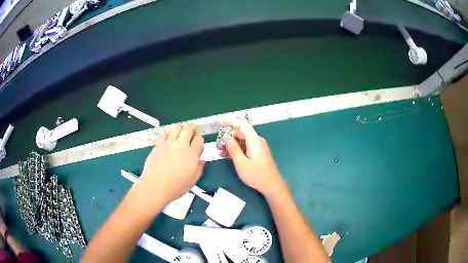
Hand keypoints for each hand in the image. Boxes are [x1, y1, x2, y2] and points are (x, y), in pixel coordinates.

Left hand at [140, 123, 204, 203]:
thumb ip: (199, 168)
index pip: (199, 139)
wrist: (155, 186)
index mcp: (191, 154)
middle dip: (192, 128)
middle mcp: (180, 145)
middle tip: (190, 134)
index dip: (200, 139)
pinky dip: (168, 136)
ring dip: (180, 129)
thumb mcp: (193, 180)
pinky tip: (168, 143)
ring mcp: (168, 143)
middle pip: (189, 128)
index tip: (197, 144)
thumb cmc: (176, 186)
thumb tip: (202, 161)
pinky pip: (165, 134)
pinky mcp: (158, 145)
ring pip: (176, 127)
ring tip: (179, 136)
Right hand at [217, 118, 283, 195]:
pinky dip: (235, 149)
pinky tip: (227, 156)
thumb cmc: (257, 175)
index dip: (229, 121)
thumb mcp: (241, 163)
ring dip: (230, 144)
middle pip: (240, 132)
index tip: (217, 122)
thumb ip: (233, 148)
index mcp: (254, 140)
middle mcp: (257, 141)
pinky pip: (244, 147)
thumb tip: (226, 136)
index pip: (241, 124)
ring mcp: (257, 147)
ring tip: (220, 152)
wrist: (272, 186)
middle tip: (217, 145)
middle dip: (227, 136)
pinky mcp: (257, 154)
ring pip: (241, 140)